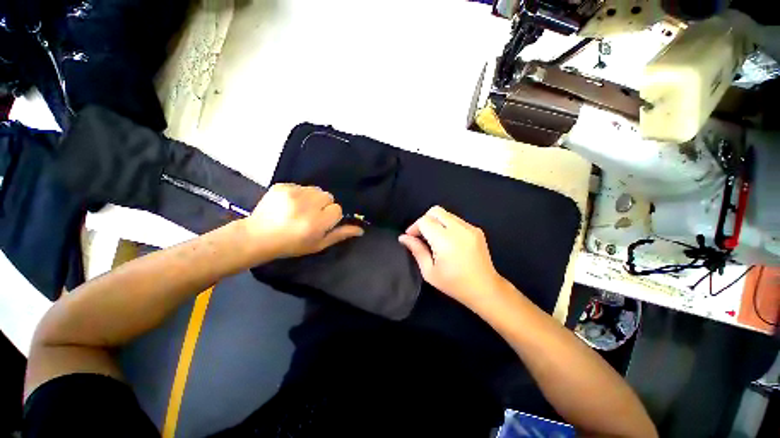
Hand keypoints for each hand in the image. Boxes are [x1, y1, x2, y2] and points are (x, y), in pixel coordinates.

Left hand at [243, 183, 363, 257]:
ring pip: (316, 190)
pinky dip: (299, 194)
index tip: (320, 223)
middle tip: (310, 216)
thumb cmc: (292, 245)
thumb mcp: (318, 244)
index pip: (337, 209)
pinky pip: (301, 186)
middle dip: (323, 205)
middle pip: (328, 196)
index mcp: (316, 223)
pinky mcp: (281, 186)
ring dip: (313, 198)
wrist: (258, 237)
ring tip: (300, 209)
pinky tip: (289, 204)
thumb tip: (361, 230)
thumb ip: (340, 234)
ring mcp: (292, 194)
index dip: (330, 217)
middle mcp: (306, 206)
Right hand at [398, 206, 504, 307]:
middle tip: (421, 236)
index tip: (411, 238)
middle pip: (435, 211)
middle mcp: (459, 229)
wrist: (485, 289)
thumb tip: (404, 238)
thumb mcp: (429, 272)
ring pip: (446, 214)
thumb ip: (416, 250)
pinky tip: (448, 241)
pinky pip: (456, 220)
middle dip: (424, 220)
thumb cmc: (454, 284)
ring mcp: (470, 228)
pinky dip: (447, 225)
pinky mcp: (476, 229)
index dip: (414, 227)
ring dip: (436, 222)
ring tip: (434, 239)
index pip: (425, 221)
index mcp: (446, 241)